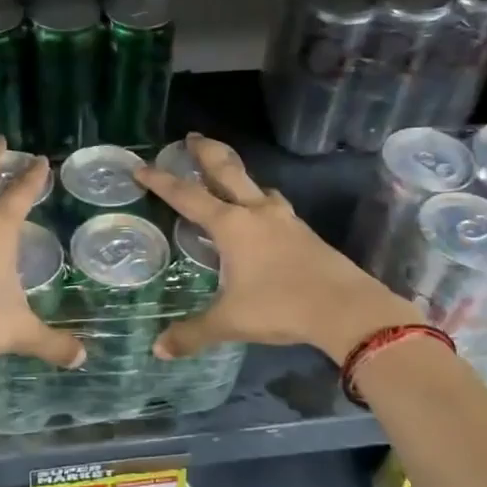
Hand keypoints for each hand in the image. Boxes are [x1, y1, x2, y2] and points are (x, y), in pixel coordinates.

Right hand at [135, 134, 422, 364]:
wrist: (345, 308)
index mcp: (231, 225)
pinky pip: (276, 207)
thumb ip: (192, 333)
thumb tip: (158, 350)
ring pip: (257, 186)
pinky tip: (265, 217)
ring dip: (239, 176)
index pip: (187, 196)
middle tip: (192, 136)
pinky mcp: (305, 233)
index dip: (161, 181)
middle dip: (207, 152)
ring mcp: (285, 220)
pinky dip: (263, 202)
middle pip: (227, 171)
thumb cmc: (280, 306)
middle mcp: (256, 213)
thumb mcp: (229, 322)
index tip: (141, 166)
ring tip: (229, 179)